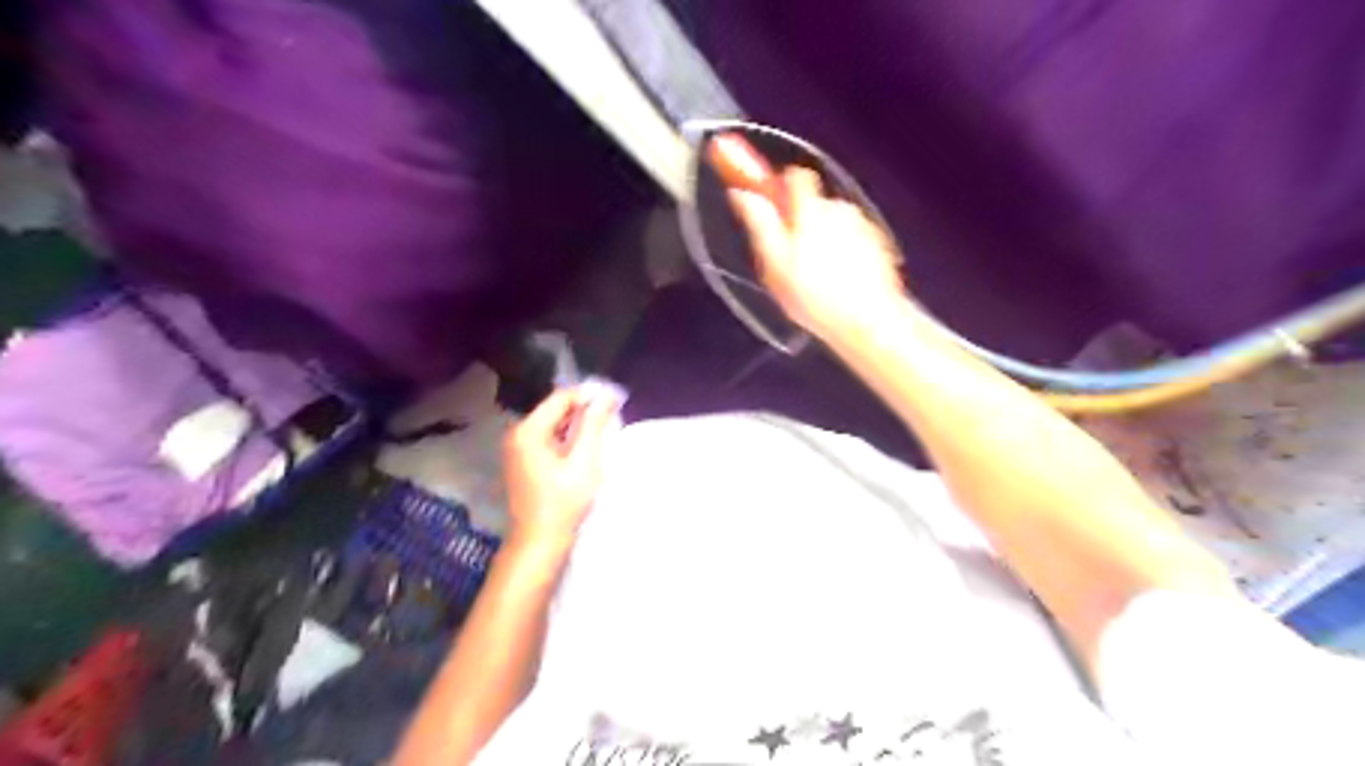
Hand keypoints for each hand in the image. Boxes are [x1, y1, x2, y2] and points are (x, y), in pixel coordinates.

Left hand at [504, 386, 625, 547]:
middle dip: (583, 412)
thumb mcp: (584, 461)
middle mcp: (516, 433)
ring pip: (552, 424)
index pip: (561, 397)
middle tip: (610, 420)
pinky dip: (566, 440)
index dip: (588, 396)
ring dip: (576, 426)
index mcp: (528, 430)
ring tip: (600, 435)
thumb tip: (606, 396)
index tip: (613, 403)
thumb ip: (594, 425)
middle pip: (555, 409)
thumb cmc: (563, 502)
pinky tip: (583, 450)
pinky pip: (547, 439)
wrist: (539, 542)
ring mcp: (516, 448)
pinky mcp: (521, 461)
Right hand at [729, 168, 903, 339]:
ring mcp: (864, 228)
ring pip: (835, 224)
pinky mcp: (880, 249)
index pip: (795, 176)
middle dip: (801, 224)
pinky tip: (838, 285)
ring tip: (815, 279)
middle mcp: (841, 210)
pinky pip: (854, 242)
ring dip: (824, 242)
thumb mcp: (774, 263)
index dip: (781, 189)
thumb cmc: (813, 296)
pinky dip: (844, 256)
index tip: (772, 210)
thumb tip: (742, 193)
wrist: (867, 322)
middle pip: (815, 203)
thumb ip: (759, 223)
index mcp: (812, 210)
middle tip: (789, 260)